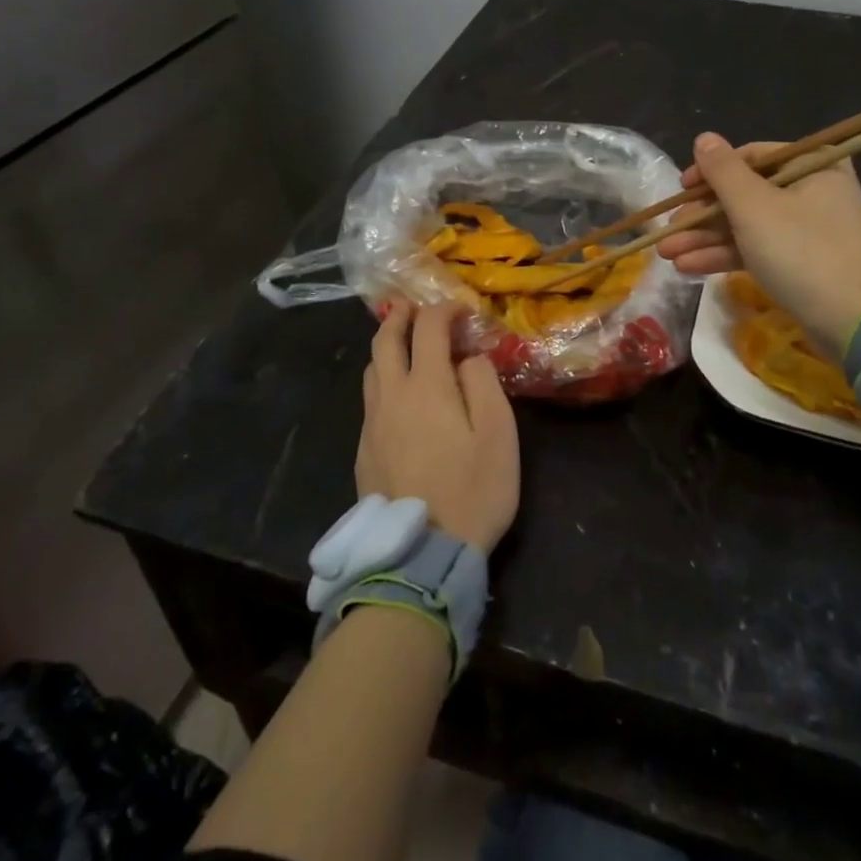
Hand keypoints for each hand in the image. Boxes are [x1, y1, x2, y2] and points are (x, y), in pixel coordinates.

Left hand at [357, 300, 519, 552]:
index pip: (428, 329)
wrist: (422, 553)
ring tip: (403, 345)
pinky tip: (397, 396)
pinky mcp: (363, 451)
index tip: (461, 310)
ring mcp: (372, 425)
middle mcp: (392, 396)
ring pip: (372, 371)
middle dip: (400, 317)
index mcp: (427, 386)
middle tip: (413, 307)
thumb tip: (468, 358)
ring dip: (387, 348)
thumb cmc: (473, 489)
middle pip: (386, 341)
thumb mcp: (498, 433)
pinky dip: (382, 381)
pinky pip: (370, 401)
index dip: (444, 310)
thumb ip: (484, 384)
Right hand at [656, 133, 860, 356]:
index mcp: (813, 165)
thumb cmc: (800, 251)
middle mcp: (813, 190)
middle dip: (702, 215)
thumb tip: (704, 138)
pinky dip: (725, 255)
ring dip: (705, 238)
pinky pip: (756, 248)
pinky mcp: (800, 262)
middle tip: (668, 229)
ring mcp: (807, 229)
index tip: (682, 189)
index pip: (753, 156)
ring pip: (746, 225)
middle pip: (745, 193)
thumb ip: (723, 171)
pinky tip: (688, 266)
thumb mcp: (754, 207)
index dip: (711, 171)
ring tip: (667, 253)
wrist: (849, 323)